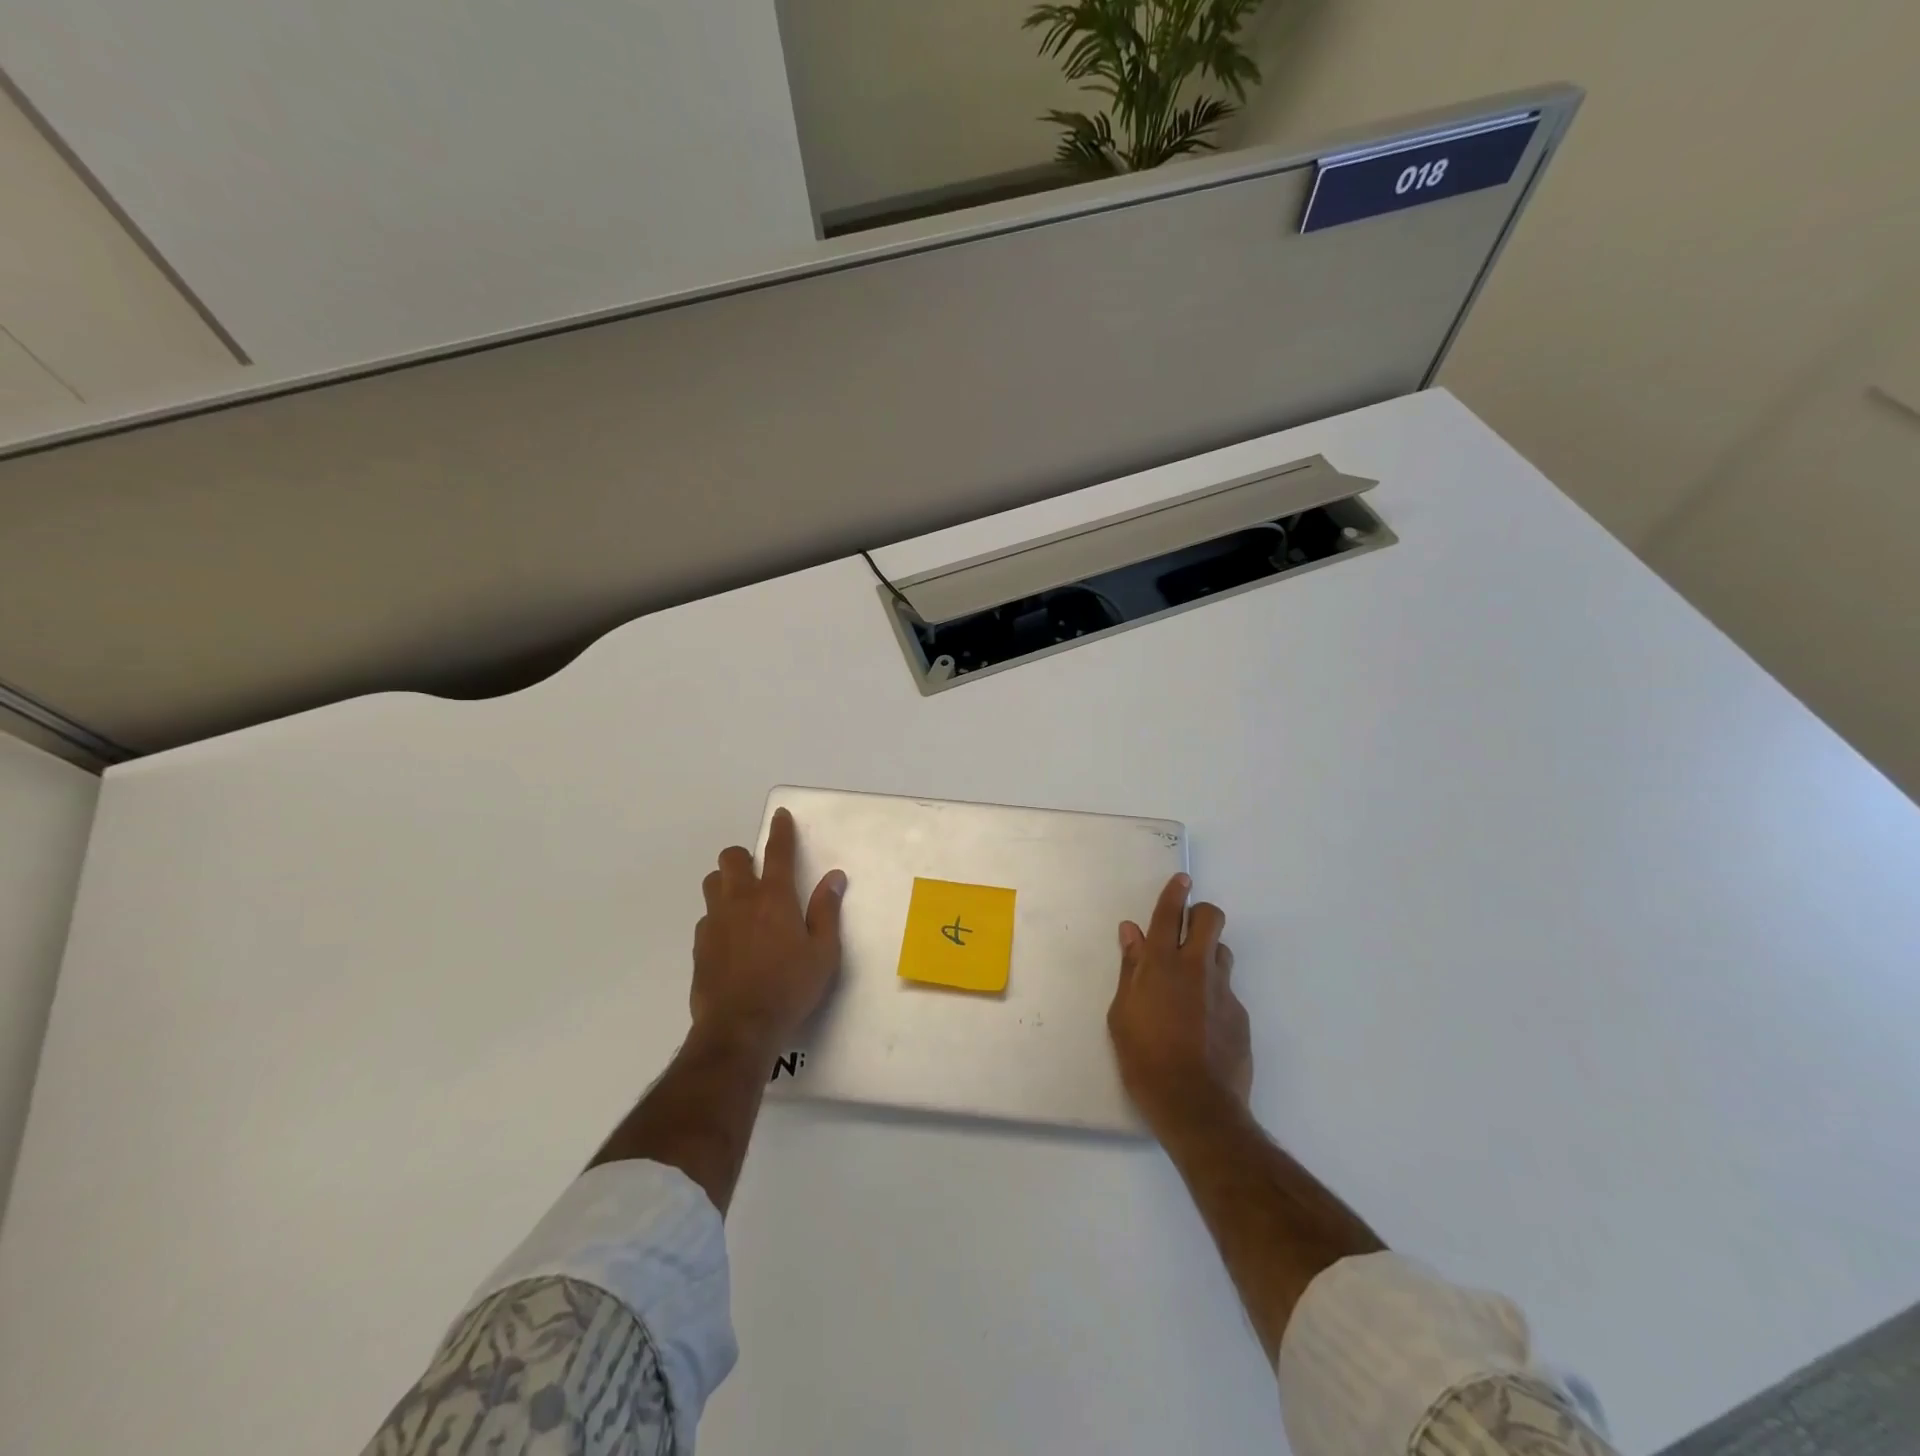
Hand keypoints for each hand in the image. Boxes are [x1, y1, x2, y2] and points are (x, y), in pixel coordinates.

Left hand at [691, 808, 846, 1053]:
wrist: (739, 1028)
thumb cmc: (790, 987)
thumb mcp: (823, 952)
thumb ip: (827, 911)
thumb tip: (834, 877)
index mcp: (775, 898)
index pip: (778, 852)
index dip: (780, 831)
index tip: (780, 816)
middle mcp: (740, 901)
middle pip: (732, 859)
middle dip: (745, 856)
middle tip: (760, 872)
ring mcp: (715, 922)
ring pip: (712, 883)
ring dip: (726, 882)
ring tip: (743, 901)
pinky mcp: (700, 946)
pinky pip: (707, 917)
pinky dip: (719, 917)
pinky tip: (731, 938)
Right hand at [1108, 873, 1251, 1135]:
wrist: (1195, 1105)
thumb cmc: (1144, 1058)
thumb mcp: (1122, 1013)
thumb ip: (1130, 969)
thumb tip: (1132, 933)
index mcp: (1161, 965)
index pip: (1168, 914)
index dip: (1174, 893)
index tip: (1181, 879)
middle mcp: (1195, 968)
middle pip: (1209, 919)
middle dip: (1200, 914)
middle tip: (1187, 928)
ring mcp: (1223, 990)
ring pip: (1222, 951)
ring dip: (1208, 953)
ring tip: (1192, 979)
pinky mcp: (1240, 1014)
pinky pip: (1227, 989)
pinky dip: (1214, 993)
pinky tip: (1203, 1022)